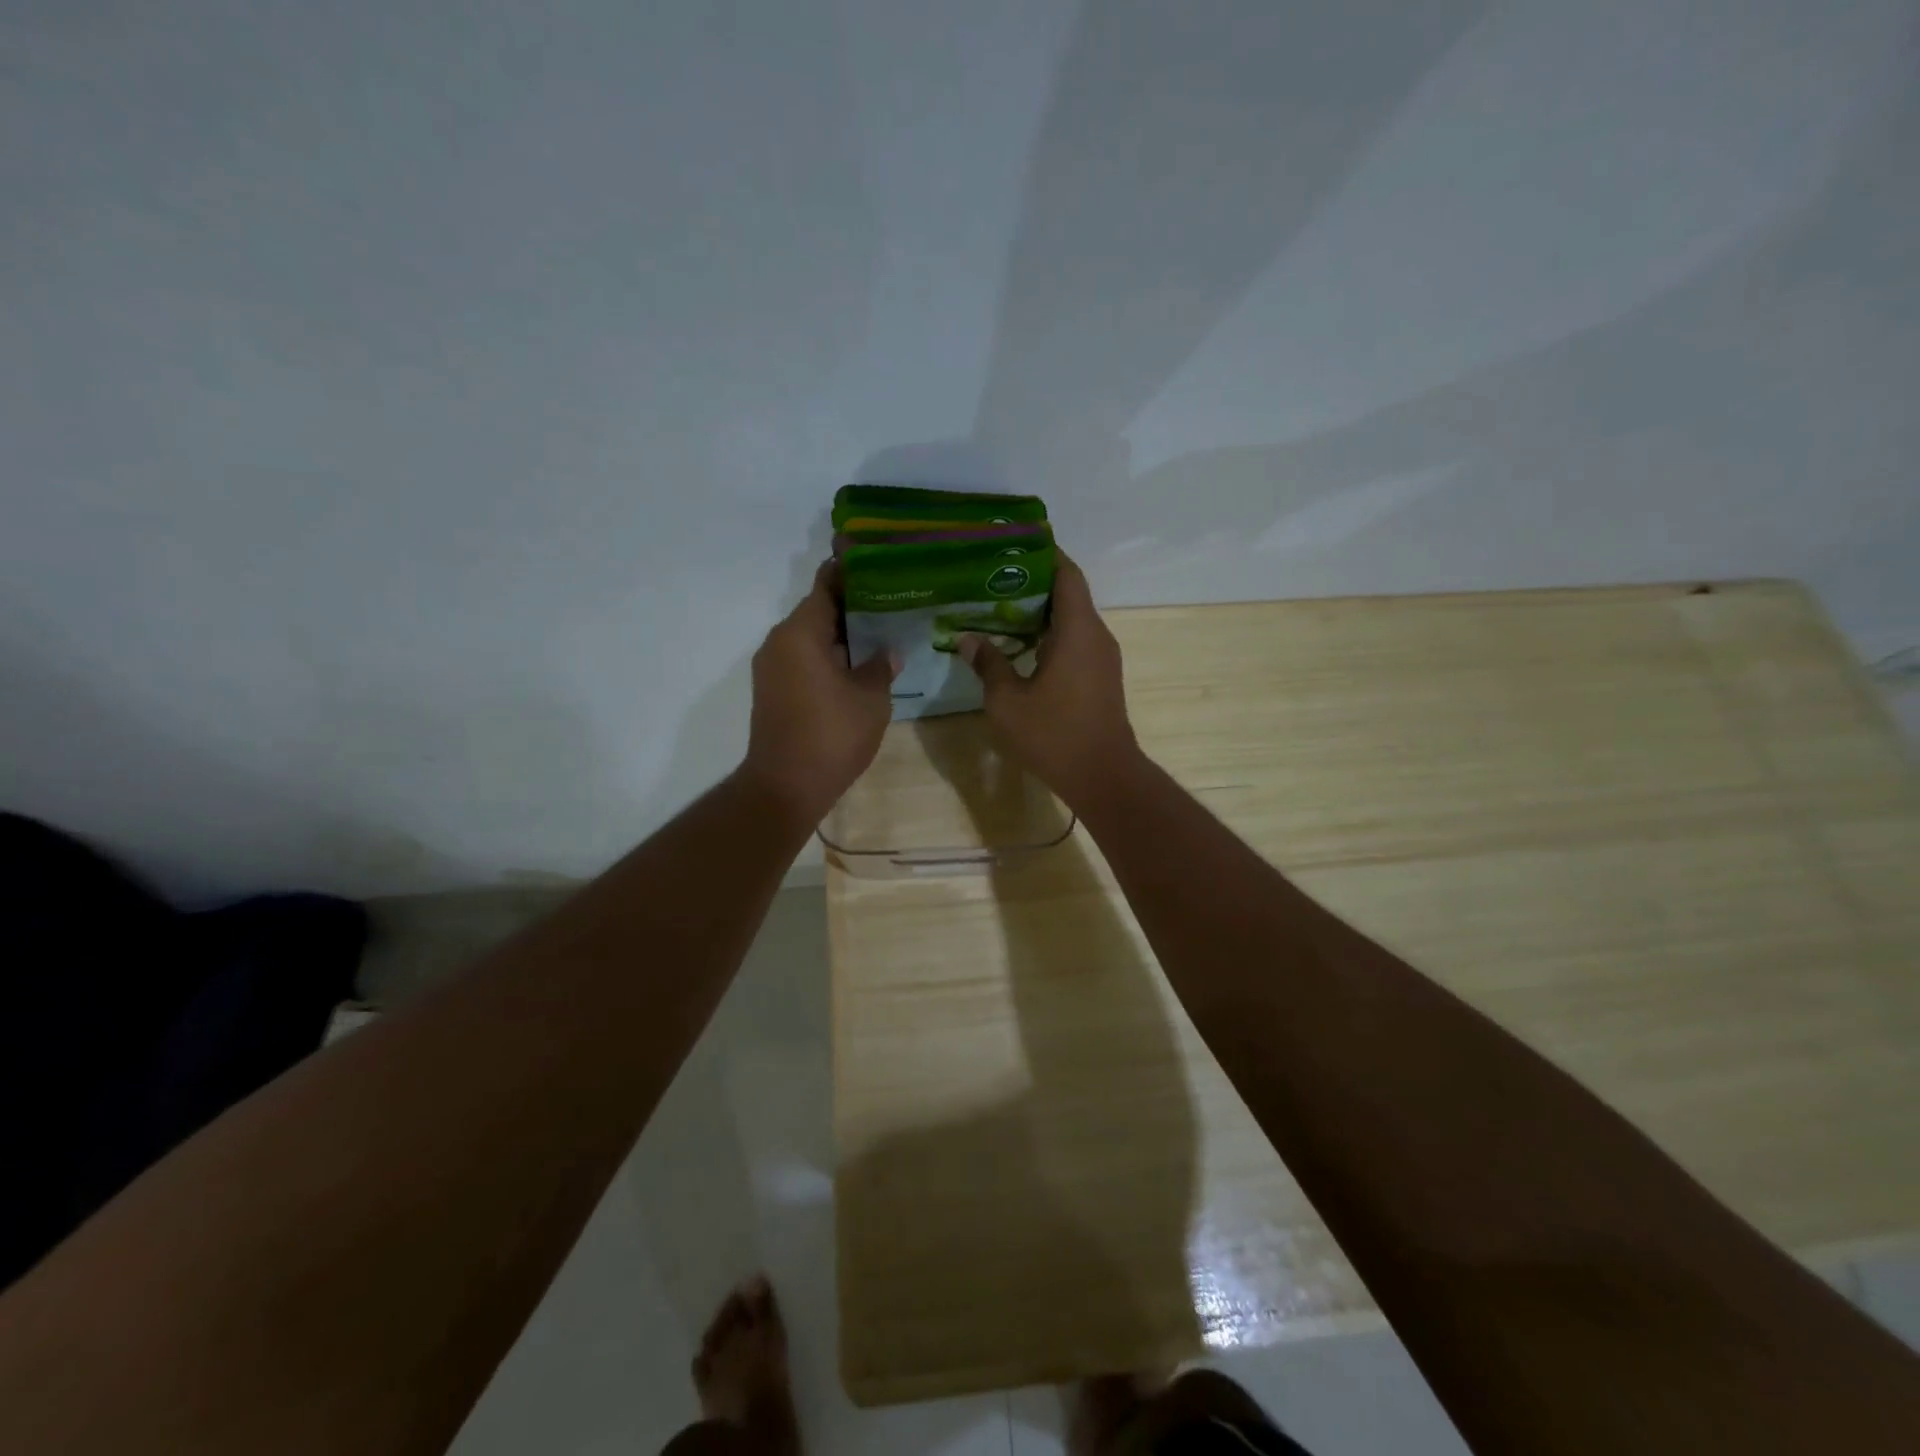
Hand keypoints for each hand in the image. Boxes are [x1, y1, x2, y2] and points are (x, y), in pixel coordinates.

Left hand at [743, 562, 896, 822]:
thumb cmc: (831, 735)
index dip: (850, 571)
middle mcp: (780, 642)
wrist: (785, 786)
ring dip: (842, 634)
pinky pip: (804, 659)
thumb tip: (886, 652)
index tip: (877, 561)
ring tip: (881, 631)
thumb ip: (879, 667)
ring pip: (811, 637)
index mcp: (801, 633)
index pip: (826, 585)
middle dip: (853, 605)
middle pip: (818, 610)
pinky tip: (859, 664)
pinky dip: (829, 656)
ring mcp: (773, 668)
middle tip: (891, 599)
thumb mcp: (870, 698)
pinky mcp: (774, 690)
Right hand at [958, 552, 1142, 811]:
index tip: (1014, 544)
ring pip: (1072, 620)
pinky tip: (1020, 645)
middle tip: (992, 577)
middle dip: (1033, 582)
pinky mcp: (1101, 677)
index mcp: (1077, 630)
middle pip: (1068, 594)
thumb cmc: (1054, 735)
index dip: (1045, 554)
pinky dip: (1050, 634)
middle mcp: (1096, 635)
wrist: (1103, 775)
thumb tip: (968, 639)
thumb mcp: (1007, 701)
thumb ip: (988, 664)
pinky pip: (1075, 641)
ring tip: (1000, 607)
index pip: (1066, 574)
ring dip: (1041, 611)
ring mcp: (1102, 657)